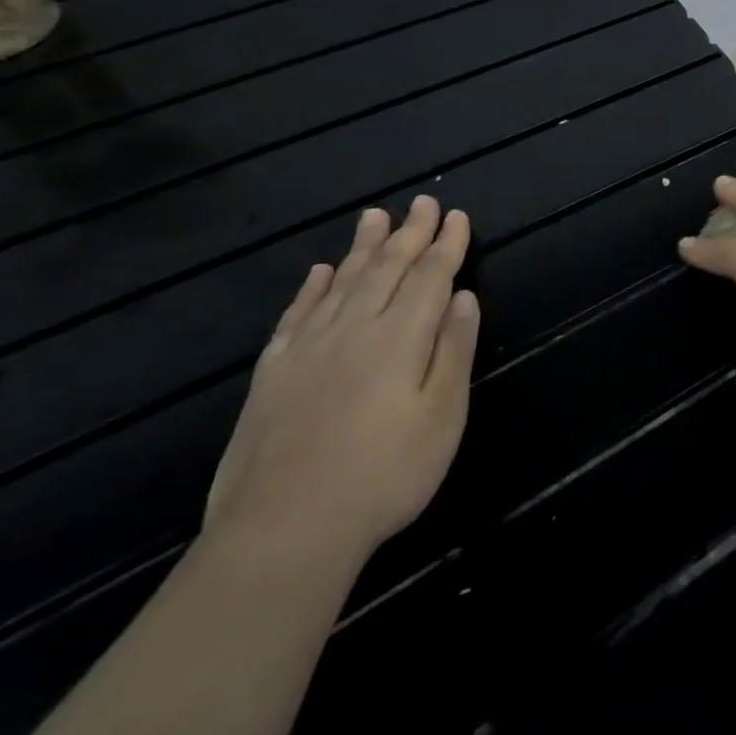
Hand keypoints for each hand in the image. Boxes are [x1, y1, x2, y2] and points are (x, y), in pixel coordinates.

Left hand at [205, 196, 478, 571]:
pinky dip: (312, 288)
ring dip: (363, 247)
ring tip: (374, 217)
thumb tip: (463, 297)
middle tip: (422, 202)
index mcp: (400, 338)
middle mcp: (354, 330)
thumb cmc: (385, 475)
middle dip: (409, 233)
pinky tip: (321, 272)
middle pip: (386, 269)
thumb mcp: (443, 416)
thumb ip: (453, 350)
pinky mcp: (272, 375)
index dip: (446, 245)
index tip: (456, 216)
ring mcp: (307, 350)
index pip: (430, 277)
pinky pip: (296, 316)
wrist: (283, 532)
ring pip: (341, 283)